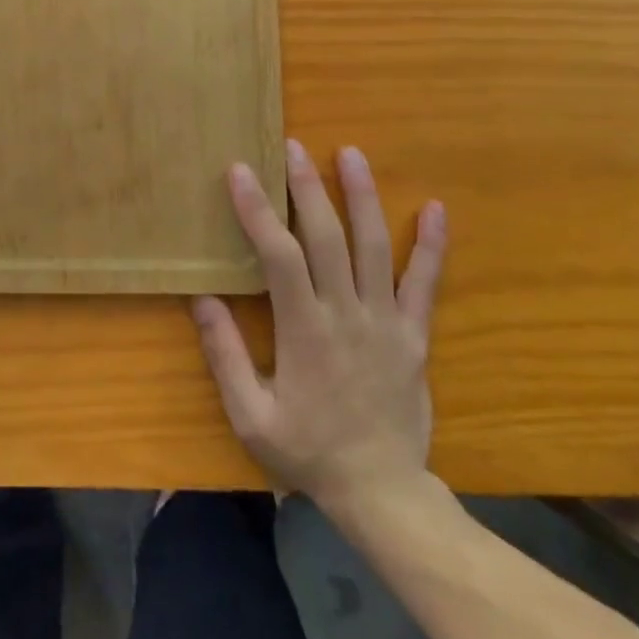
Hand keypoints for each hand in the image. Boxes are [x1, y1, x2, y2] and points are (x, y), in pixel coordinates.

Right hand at [192, 141, 445, 526]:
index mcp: (305, 331)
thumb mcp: (250, 414)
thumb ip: (225, 355)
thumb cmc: (307, 450)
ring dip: (362, 197)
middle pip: (329, 238)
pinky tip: (436, 209)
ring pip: (375, 248)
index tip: (241, 172)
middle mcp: (347, 315)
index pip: (280, 256)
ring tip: (351, 154)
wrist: (382, 492)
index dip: (259, 211)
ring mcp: (387, 322)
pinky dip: (432, 245)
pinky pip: (425, 284)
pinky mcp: (414, 335)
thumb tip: (201, 298)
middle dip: (308, 187)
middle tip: (293, 146)